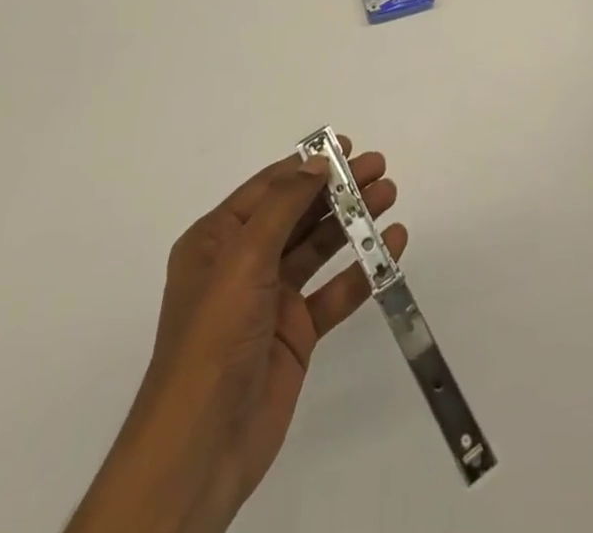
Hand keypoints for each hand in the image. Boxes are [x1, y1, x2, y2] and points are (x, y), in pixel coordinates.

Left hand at [67, 141, 404, 532]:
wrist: (201, 446)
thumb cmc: (214, 337)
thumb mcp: (243, 258)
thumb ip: (283, 206)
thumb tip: (316, 163)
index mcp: (217, 240)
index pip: (269, 188)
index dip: (307, 165)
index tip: (346, 146)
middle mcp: (243, 263)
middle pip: (298, 213)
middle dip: (337, 190)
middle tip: (379, 169)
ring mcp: (271, 299)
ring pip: (319, 247)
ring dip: (353, 222)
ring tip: (389, 197)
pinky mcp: (296, 333)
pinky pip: (333, 292)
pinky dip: (362, 269)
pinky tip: (391, 248)